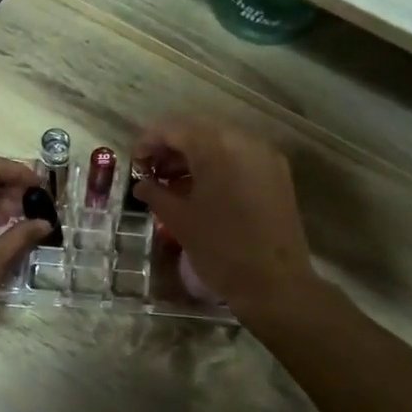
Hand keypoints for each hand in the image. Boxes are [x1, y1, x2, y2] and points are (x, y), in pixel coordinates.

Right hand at [130, 118, 318, 320]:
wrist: (275, 284)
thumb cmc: (220, 250)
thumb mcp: (179, 220)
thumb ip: (156, 193)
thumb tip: (142, 184)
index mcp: (216, 146)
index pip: (172, 128)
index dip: (148, 142)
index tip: (134, 164)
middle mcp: (243, 140)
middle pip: (197, 130)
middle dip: (170, 147)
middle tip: (151, 172)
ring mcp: (264, 155)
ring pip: (220, 141)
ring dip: (193, 155)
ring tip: (172, 182)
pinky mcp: (277, 173)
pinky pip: (239, 156)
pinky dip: (217, 163)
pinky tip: (201, 188)